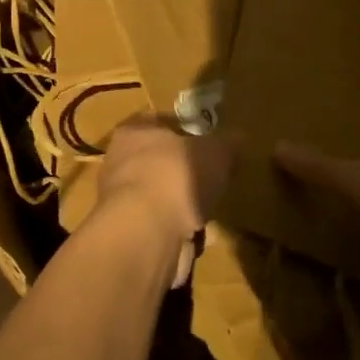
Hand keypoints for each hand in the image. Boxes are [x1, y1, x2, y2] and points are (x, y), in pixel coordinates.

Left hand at [94, 118, 239, 286]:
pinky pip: (163, 227)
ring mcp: (122, 202)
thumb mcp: (215, 152)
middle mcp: (120, 163)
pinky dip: (182, 232)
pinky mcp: (130, 234)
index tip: (208, 142)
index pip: (158, 122)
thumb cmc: (177, 176)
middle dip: (186, 173)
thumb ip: (228, 143)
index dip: (185, 130)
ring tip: (210, 211)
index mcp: (133, 133)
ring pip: (162, 198)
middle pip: (159, 163)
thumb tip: (238, 138)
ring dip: (186, 207)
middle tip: (213, 179)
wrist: (147, 233)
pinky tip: (201, 237)